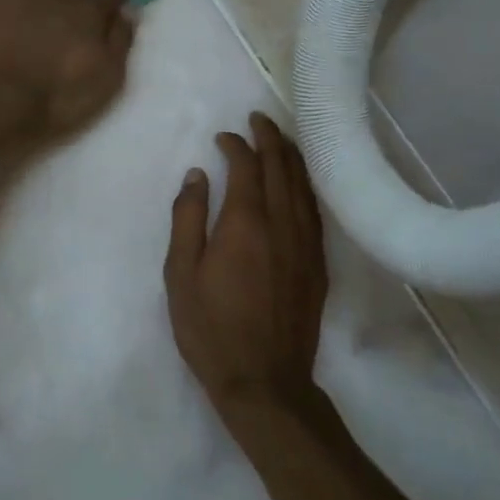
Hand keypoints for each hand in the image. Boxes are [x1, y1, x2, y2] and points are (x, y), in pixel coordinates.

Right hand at [164, 113, 327, 418]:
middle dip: (269, 137)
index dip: (235, 144)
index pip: (246, 166)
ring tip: (279, 139)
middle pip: (281, 166)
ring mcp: (306, 243)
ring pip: (303, 185)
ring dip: (291, 156)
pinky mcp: (318, 264)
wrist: (264, 380)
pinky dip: (306, 186)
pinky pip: (314, 210)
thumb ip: (187, 218)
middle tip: (257, 119)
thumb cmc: (211, 328)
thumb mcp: (180, 274)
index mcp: (245, 222)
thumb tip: (196, 175)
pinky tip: (299, 184)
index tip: (222, 137)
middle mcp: (282, 223)